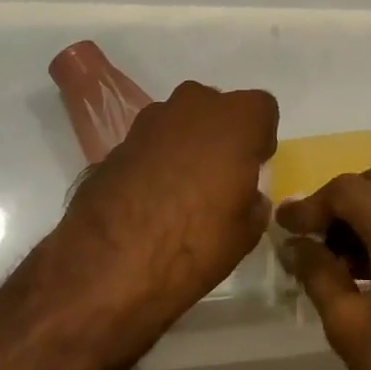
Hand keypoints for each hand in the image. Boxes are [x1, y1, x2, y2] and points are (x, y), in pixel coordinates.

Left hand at [64, 80, 277, 326]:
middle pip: (219, 108)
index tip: (253, 168)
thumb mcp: (244, 234)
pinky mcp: (118, 142)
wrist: (107, 264)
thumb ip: (253, 204)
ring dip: (187, 144)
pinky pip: (152, 142)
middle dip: (222, 134)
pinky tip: (152, 198)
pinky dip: (156, 160)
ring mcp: (151, 120)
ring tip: (182, 190)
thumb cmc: (194, 243)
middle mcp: (195, 106)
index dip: (260, 139)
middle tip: (219, 176)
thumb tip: (248, 197)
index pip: (263, 109)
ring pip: (181, 121)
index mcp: (237, 120)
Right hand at [278, 170, 370, 369]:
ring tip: (334, 260)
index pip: (345, 189)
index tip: (282, 227)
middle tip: (312, 238)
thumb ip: (319, 275)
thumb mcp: (350, 326)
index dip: (310, 205)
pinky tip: (370, 273)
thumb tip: (296, 246)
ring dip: (367, 217)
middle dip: (341, 203)